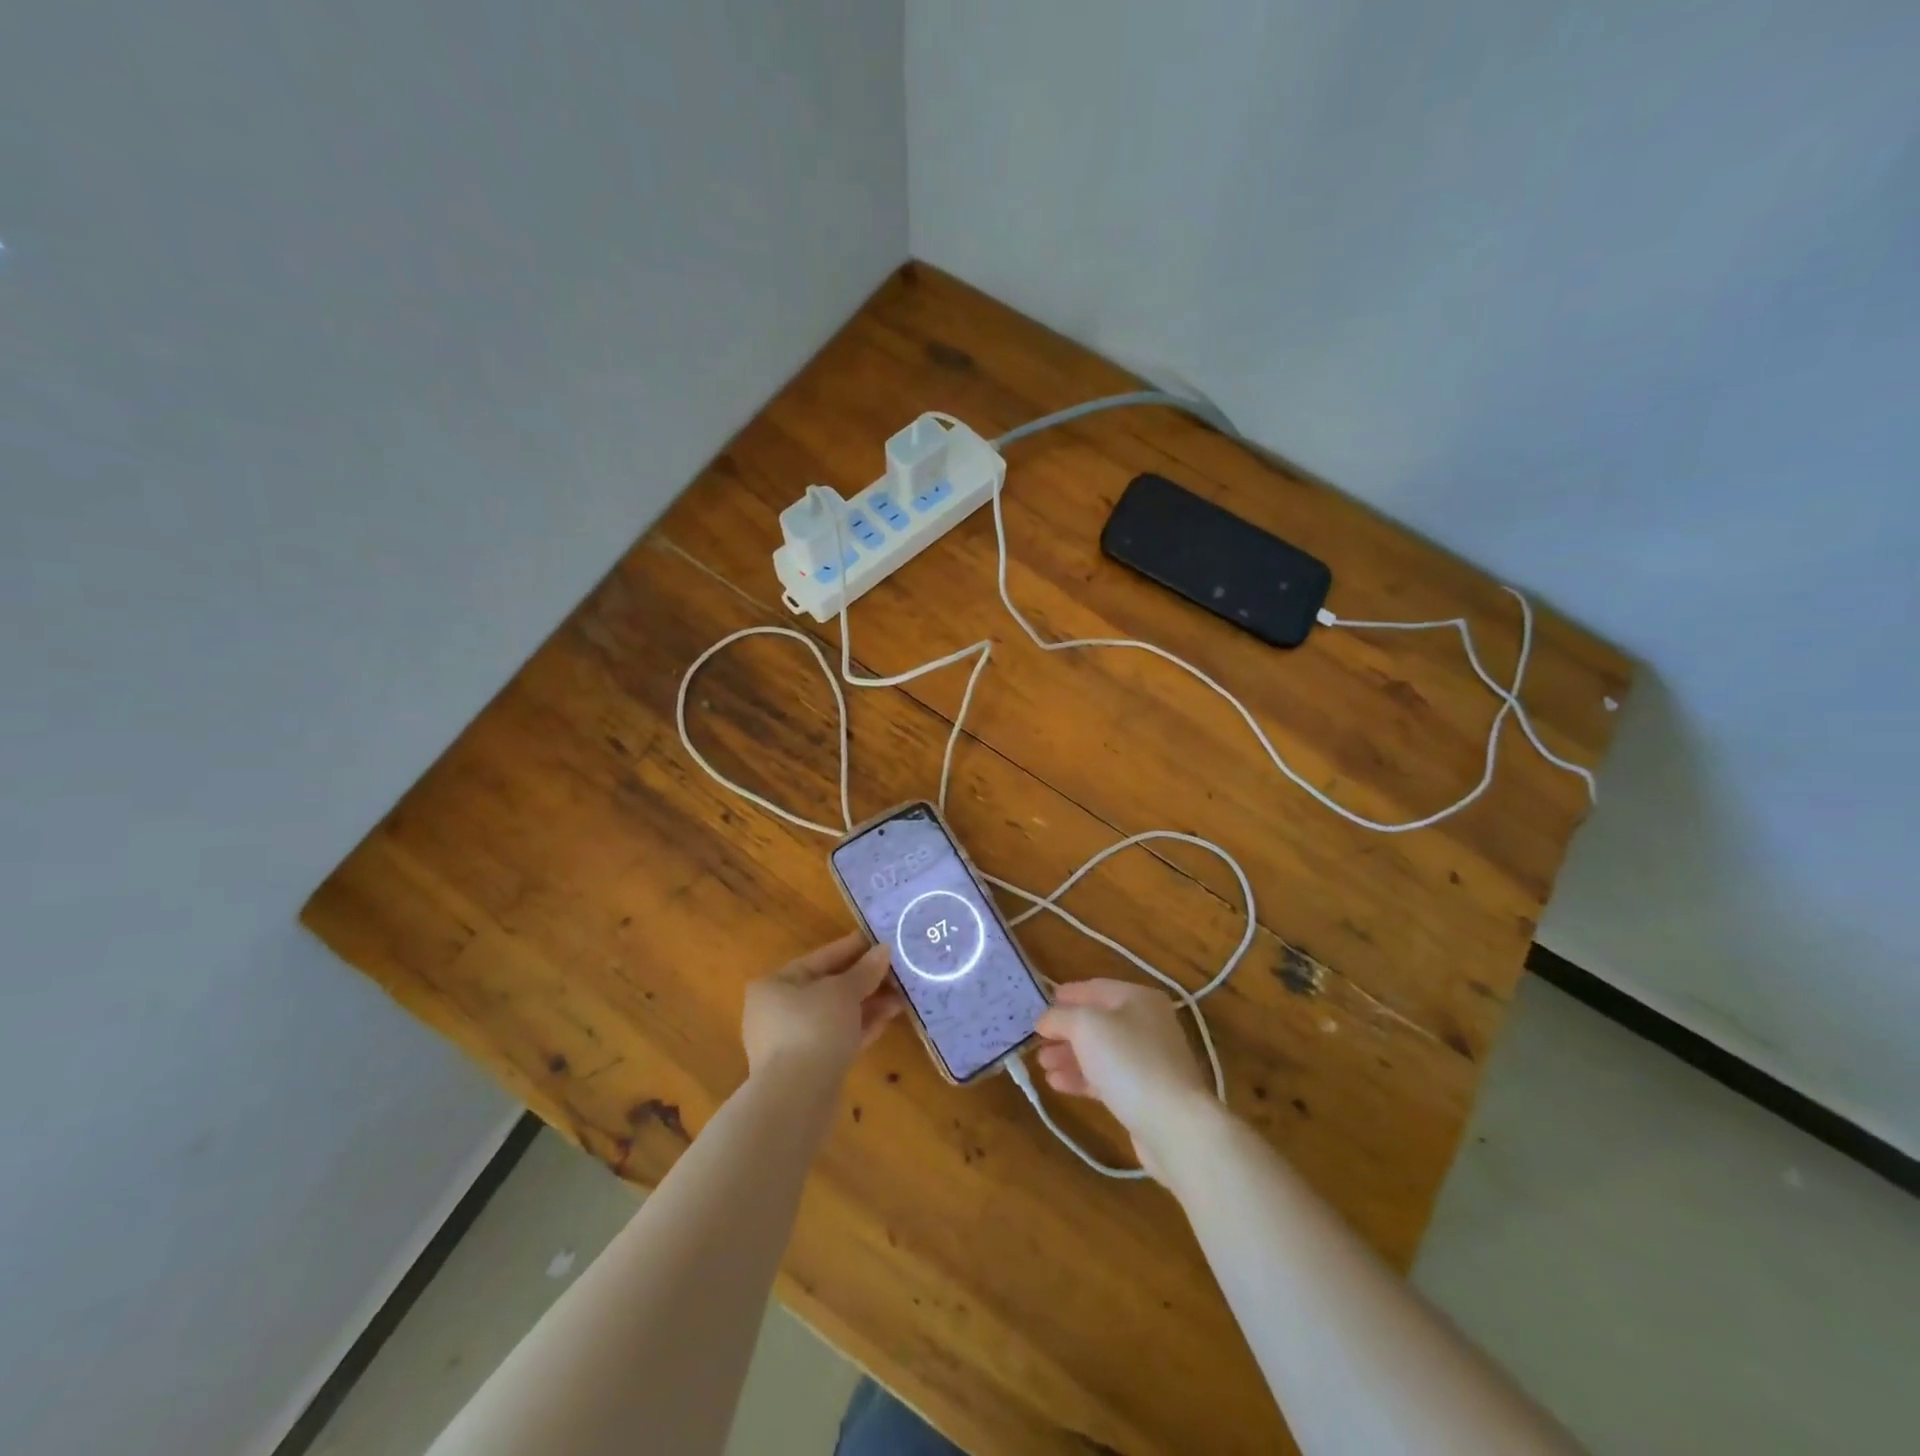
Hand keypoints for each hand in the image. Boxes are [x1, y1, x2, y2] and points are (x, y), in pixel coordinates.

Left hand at [742, 932, 903, 1082]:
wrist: (798, 1097)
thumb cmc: (814, 1027)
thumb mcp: (843, 991)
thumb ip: (865, 970)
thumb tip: (884, 950)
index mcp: (775, 984)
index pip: (820, 958)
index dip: (852, 948)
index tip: (879, 941)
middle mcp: (777, 1011)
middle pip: (828, 987)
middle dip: (864, 980)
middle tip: (896, 970)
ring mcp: (791, 1042)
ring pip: (835, 1015)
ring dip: (867, 1004)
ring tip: (901, 996)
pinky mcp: (807, 1067)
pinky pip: (837, 1038)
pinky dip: (860, 1027)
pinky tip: (888, 1019)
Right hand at [1034, 979, 1213, 1177]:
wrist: (1174, 1125)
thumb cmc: (1129, 1061)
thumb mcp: (1087, 1026)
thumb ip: (1060, 1017)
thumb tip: (1045, 1019)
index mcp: (1139, 999)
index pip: (1095, 988)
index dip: (1066, 995)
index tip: (1039, 1004)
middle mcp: (1147, 1024)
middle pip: (1097, 1021)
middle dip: (1065, 1030)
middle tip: (1036, 1041)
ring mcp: (1148, 1060)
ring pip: (1100, 1051)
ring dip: (1069, 1056)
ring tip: (1042, 1065)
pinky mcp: (1145, 1093)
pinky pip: (1107, 1077)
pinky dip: (1082, 1077)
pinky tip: (1057, 1084)